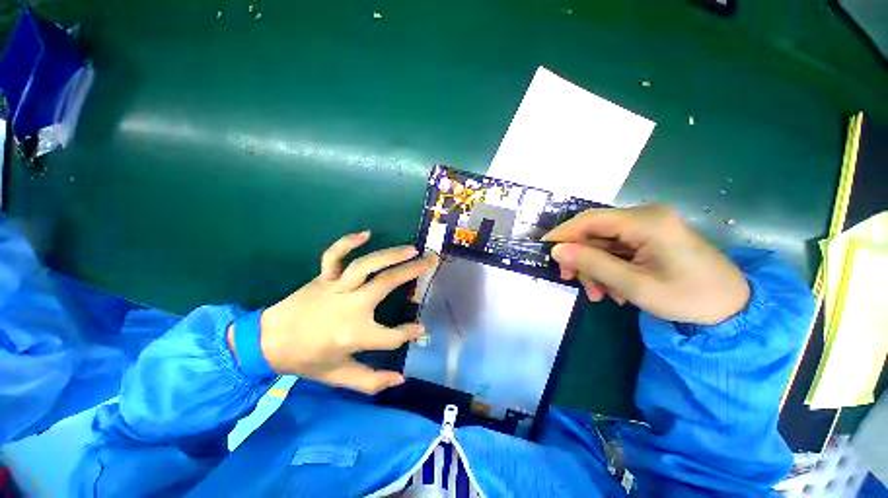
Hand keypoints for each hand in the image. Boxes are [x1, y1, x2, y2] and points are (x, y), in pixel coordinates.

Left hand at [231, 231, 437, 393]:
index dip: (409, 334)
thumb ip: (371, 381)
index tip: (421, 330)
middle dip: (413, 272)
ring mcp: (335, 288)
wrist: (267, 342)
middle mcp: (349, 307)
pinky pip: (334, 255)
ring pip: (366, 266)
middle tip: (432, 262)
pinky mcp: (323, 278)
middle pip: (386, 285)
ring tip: (412, 249)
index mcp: (354, 335)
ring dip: (391, 255)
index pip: (392, 336)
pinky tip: (366, 234)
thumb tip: (401, 380)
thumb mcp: (338, 377)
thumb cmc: (306, 360)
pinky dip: (348, 242)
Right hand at [544, 205, 749, 324]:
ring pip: (602, 242)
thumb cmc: (689, 298)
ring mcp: (648, 226)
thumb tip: (556, 251)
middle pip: (594, 231)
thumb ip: (593, 265)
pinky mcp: (649, 237)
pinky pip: (615, 248)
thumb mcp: (635, 286)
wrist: (734, 308)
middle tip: (572, 282)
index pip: (590, 220)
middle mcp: (645, 216)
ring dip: (594, 268)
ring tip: (600, 295)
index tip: (544, 251)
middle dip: (581, 258)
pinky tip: (615, 290)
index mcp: (647, 222)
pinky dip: (608, 268)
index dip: (563, 234)